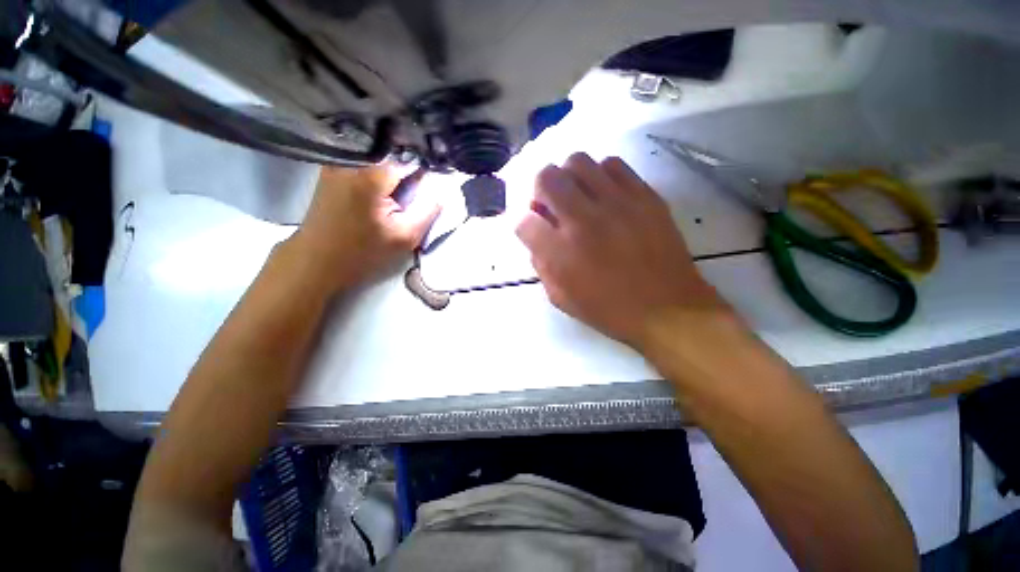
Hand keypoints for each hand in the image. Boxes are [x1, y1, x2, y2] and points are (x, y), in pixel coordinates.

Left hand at [287, 165, 440, 293]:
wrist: (317, 259)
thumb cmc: (363, 251)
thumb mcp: (405, 237)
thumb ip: (427, 211)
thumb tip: (440, 190)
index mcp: (370, 175)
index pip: (408, 157)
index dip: (424, 167)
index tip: (433, 178)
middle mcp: (350, 159)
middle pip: (391, 151)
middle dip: (409, 163)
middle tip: (417, 184)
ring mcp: (337, 161)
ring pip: (377, 153)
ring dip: (394, 165)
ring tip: (401, 183)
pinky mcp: (331, 168)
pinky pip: (363, 159)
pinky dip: (378, 167)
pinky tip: (384, 184)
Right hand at [516, 153, 734, 350]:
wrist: (667, 309)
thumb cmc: (609, 309)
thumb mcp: (561, 298)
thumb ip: (541, 265)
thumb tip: (537, 237)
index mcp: (560, 252)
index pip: (524, 221)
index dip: (525, 224)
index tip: (534, 230)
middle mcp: (584, 220)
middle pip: (546, 178)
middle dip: (539, 190)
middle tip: (550, 206)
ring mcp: (616, 203)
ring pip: (577, 161)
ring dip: (568, 178)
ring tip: (577, 196)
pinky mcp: (644, 196)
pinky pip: (613, 165)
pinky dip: (600, 175)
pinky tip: (604, 194)